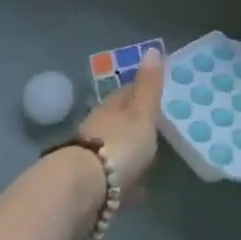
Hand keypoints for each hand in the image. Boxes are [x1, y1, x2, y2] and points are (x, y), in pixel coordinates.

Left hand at [77, 48, 162, 192]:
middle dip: (135, 125)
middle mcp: (97, 130)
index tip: (157, 94)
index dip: (141, 92)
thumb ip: (148, 86)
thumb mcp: (141, 113)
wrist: (82, 190)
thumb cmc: (118, 145)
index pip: (126, 94)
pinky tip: (138, 190)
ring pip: (115, 151)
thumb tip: (153, 49)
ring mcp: (92, 159)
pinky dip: (126, 181)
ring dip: (129, 154)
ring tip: (151, 161)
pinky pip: (114, 180)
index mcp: (110, 109)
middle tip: (158, 129)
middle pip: (119, 123)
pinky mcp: (91, 187)